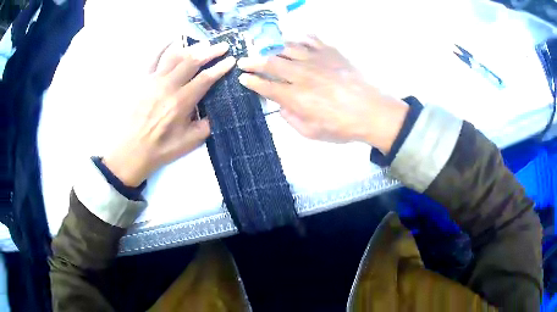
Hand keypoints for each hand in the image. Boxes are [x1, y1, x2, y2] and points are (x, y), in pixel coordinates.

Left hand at [103, 41, 235, 186]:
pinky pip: (153, 58)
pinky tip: (173, 41)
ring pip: (175, 56)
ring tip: (204, 44)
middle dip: (211, 51)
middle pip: (192, 61)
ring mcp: (153, 81)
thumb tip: (216, 110)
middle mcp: (168, 86)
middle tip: (223, 46)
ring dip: (192, 47)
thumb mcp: (189, 142)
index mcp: (181, 102)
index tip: (232, 60)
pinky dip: (164, 47)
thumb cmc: (161, 149)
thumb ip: (206, 124)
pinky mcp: (142, 81)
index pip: (205, 78)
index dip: (220, 67)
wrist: (131, 151)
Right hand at [237, 36, 408, 153]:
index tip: (243, 78)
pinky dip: (300, 38)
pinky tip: (296, 40)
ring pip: (288, 48)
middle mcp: (302, 74)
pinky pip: (311, 40)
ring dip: (274, 49)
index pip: (266, 86)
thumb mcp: (312, 132)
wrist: (372, 111)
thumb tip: (281, 106)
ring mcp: (316, 59)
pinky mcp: (330, 52)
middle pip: (271, 63)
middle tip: (244, 61)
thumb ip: (291, 119)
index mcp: (296, 96)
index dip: (252, 82)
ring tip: (268, 50)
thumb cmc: (343, 126)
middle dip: (253, 61)